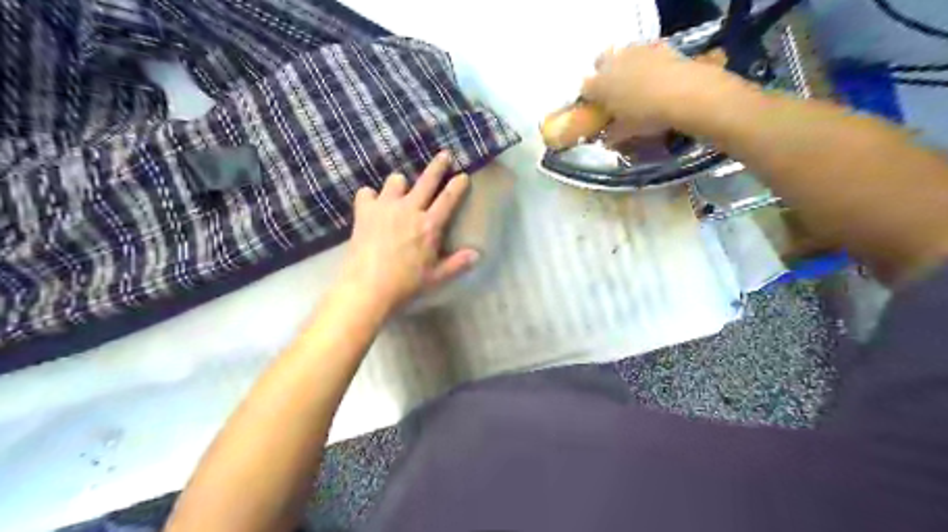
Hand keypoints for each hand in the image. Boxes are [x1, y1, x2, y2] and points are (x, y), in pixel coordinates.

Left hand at [336, 150, 478, 310]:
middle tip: (444, 155)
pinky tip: (371, 205)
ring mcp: (386, 207)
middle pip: (427, 180)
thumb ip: (457, 264)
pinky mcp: (365, 211)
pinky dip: (371, 197)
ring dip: (400, 185)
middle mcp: (410, 209)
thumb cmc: (406, 283)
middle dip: (438, 166)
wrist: (368, 286)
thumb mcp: (436, 277)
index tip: (463, 175)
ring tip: (399, 191)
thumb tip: (478, 254)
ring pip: (396, 181)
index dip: (457, 185)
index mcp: (430, 225)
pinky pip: (367, 192)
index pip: (449, 198)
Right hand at [582, 42, 735, 136]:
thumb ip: (612, 134)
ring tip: (637, 83)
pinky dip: (647, 61)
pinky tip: (656, 75)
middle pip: (600, 63)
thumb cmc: (647, 115)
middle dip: (604, 75)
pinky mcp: (657, 45)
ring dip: (624, 66)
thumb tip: (607, 139)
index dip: (590, 99)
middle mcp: (612, 63)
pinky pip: (645, 52)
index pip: (585, 90)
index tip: (597, 109)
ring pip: (622, 55)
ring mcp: (634, 51)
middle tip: (614, 92)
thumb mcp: (626, 131)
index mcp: (599, 85)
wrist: (684, 93)